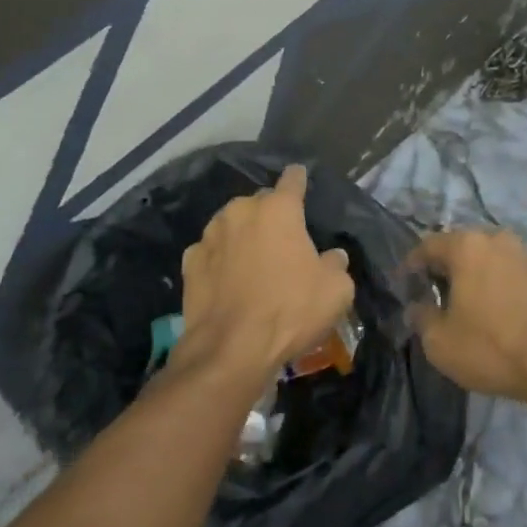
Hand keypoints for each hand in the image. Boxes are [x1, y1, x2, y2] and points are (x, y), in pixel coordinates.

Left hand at [177, 164, 353, 388]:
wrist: (230, 349)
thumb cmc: (289, 311)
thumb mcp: (335, 291)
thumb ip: (337, 265)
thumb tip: (333, 256)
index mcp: (279, 209)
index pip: (293, 180)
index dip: (299, 179)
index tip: (301, 178)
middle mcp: (242, 210)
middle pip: (261, 202)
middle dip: (271, 215)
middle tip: (282, 240)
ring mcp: (211, 234)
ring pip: (232, 224)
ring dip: (243, 235)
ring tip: (252, 261)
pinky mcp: (190, 261)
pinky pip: (211, 251)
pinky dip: (220, 259)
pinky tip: (226, 279)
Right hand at [405, 230, 526, 402]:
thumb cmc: (492, 348)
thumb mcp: (440, 342)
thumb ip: (421, 317)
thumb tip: (417, 307)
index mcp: (466, 246)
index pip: (427, 245)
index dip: (411, 265)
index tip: (403, 284)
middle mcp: (496, 239)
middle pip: (460, 247)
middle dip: (444, 267)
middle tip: (433, 293)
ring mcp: (526, 254)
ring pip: (488, 258)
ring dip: (474, 274)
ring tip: (467, 303)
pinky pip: (511, 272)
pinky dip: (498, 284)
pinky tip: (497, 310)